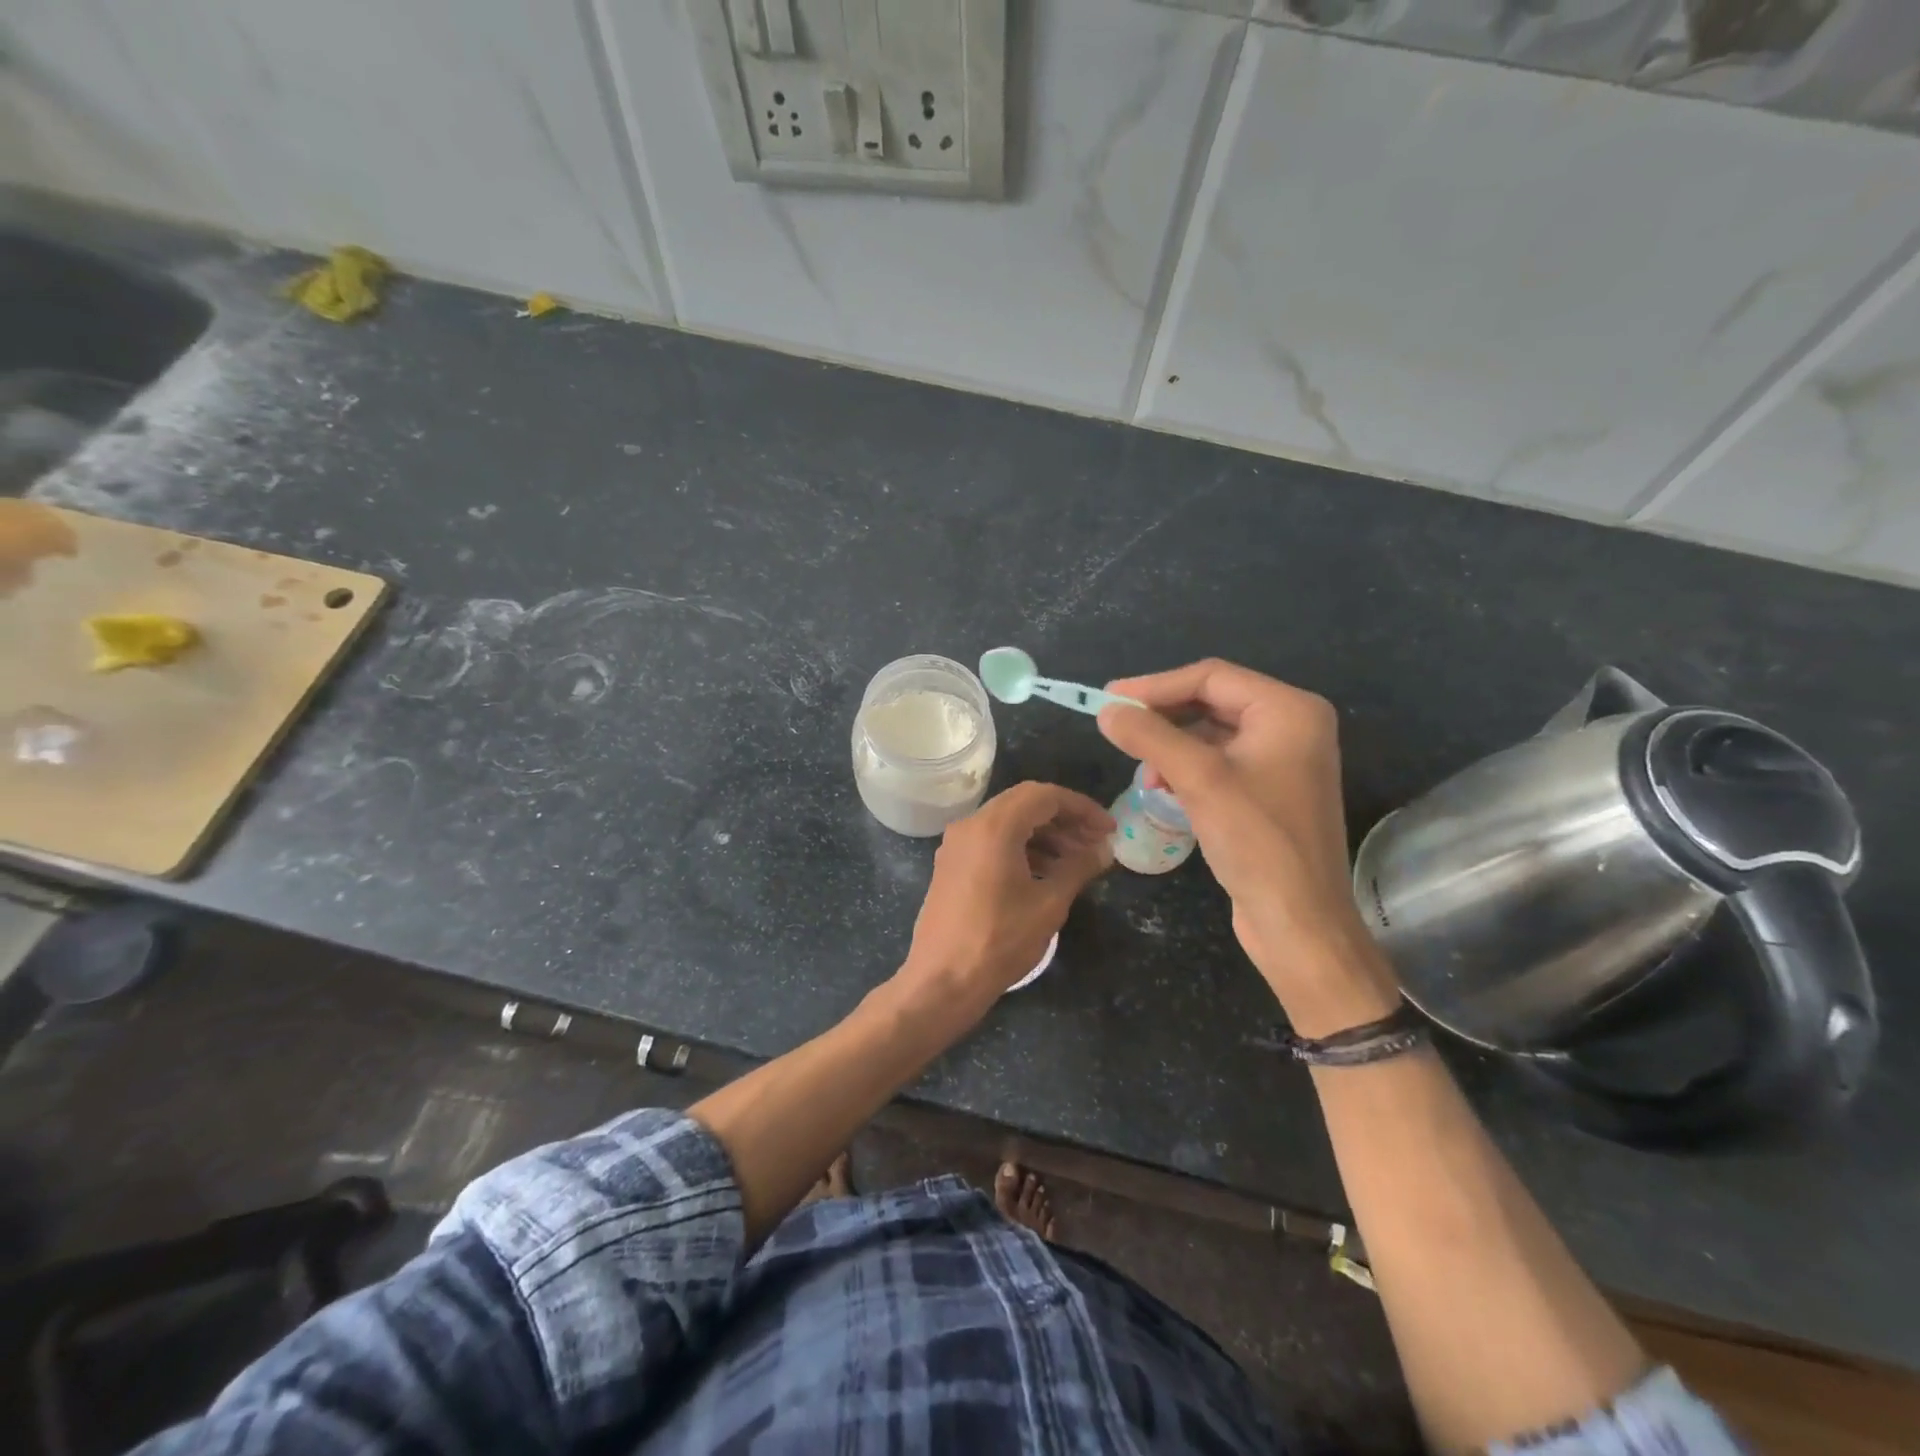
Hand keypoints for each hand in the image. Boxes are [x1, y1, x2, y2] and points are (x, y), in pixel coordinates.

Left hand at [897, 782, 1114, 1017]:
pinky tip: (1045, 872)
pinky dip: (1021, 847)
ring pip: (1008, 822)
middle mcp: (971, 825)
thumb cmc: (999, 940)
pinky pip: (991, 841)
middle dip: (1064, 819)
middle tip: (1095, 842)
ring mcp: (956, 844)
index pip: (1045, 795)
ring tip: (1077, 861)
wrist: (942, 980)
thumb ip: (1078, 868)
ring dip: (1044, 834)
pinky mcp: (951, 864)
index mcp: (994, 826)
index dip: (1082, 808)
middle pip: (1025, 803)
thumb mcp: (1048, 904)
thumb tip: (1104, 850)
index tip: (1108, 830)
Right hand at [1096, 660, 1397, 1032]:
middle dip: (1163, 716)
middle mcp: (1292, 725)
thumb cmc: (1256, 842)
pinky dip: (1187, 768)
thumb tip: (1107, 709)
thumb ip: (1150, 736)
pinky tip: (1163, 789)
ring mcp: (1283, 759)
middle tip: (1118, 728)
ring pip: (1211, 733)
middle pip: (1212, 701)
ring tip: (1143, 770)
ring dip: (1171, 745)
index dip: (1156, 686)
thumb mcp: (1198, 779)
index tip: (1109, 699)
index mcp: (1289, 710)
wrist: (1298, 922)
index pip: (1211, 677)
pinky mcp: (1270, 790)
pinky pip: (1220, 761)